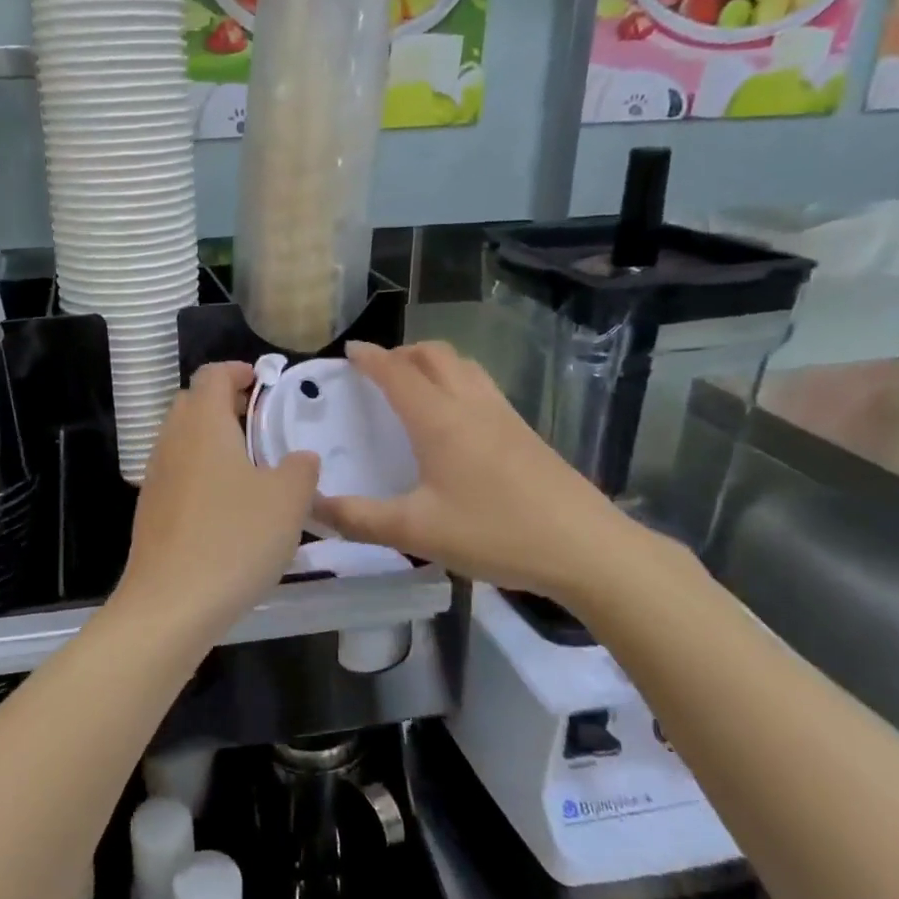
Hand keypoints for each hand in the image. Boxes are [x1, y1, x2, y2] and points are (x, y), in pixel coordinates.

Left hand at [118, 362, 319, 629]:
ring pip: (184, 439)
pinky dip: (201, 471)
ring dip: (214, 440)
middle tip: (262, 423)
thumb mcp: (287, 500)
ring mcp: (155, 476)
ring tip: (251, 466)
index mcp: (202, 423)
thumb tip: (299, 457)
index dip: (239, 371)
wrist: (170, 603)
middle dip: (226, 403)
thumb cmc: (234, 539)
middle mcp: (172, 440)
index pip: (213, 374)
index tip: (265, 383)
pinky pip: (178, 472)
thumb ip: (300, 468)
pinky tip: (227, 505)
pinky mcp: (150, 509)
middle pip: (193, 403)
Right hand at [313, 341, 652, 607]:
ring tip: (413, 383)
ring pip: (463, 365)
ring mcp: (504, 415)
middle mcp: (471, 405)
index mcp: (439, 420)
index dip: (370, 357)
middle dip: (401, 352)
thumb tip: (311, 506)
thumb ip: (358, 518)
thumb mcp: (416, 532)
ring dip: (432, 362)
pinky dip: (456, 380)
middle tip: (377, 369)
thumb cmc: (495, 533)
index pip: (396, 372)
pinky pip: (482, 386)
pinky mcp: (525, 432)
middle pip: (434, 355)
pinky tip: (455, 418)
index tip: (349, 350)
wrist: (587, 548)